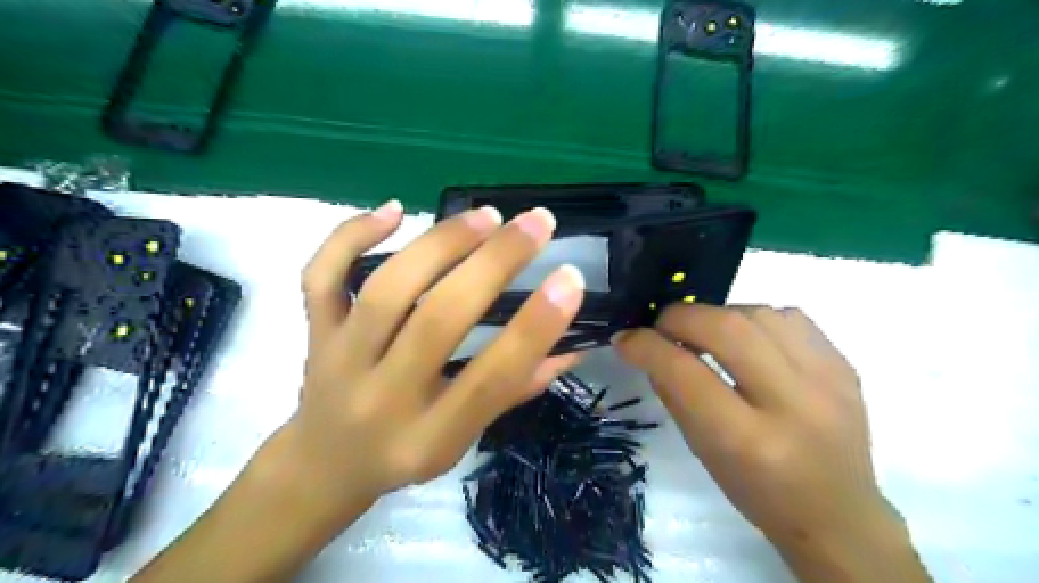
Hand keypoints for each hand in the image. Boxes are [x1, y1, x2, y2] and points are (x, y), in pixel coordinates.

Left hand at [130, 202, 581, 581]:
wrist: (322, 466)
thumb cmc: (406, 453)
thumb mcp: (464, 440)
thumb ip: (517, 389)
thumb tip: (574, 343)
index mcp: (430, 436)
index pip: (491, 378)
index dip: (536, 327)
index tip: (569, 279)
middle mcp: (382, 397)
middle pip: (438, 319)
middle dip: (494, 263)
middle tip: (536, 223)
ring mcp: (339, 360)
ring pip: (387, 289)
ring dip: (441, 243)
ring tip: (486, 216)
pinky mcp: (315, 332)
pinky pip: (322, 276)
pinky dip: (352, 234)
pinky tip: (395, 210)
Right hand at [610, 304, 932, 582]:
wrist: (838, 513)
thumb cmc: (757, 491)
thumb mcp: (701, 450)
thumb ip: (672, 393)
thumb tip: (648, 346)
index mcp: (747, 441)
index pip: (685, 372)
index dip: (647, 346)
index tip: (626, 338)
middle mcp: (793, 404)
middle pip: (726, 328)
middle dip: (680, 317)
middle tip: (662, 327)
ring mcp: (828, 380)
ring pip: (758, 314)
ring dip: (718, 316)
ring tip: (706, 335)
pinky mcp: (845, 365)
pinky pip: (789, 318)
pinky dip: (755, 320)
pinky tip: (748, 341)